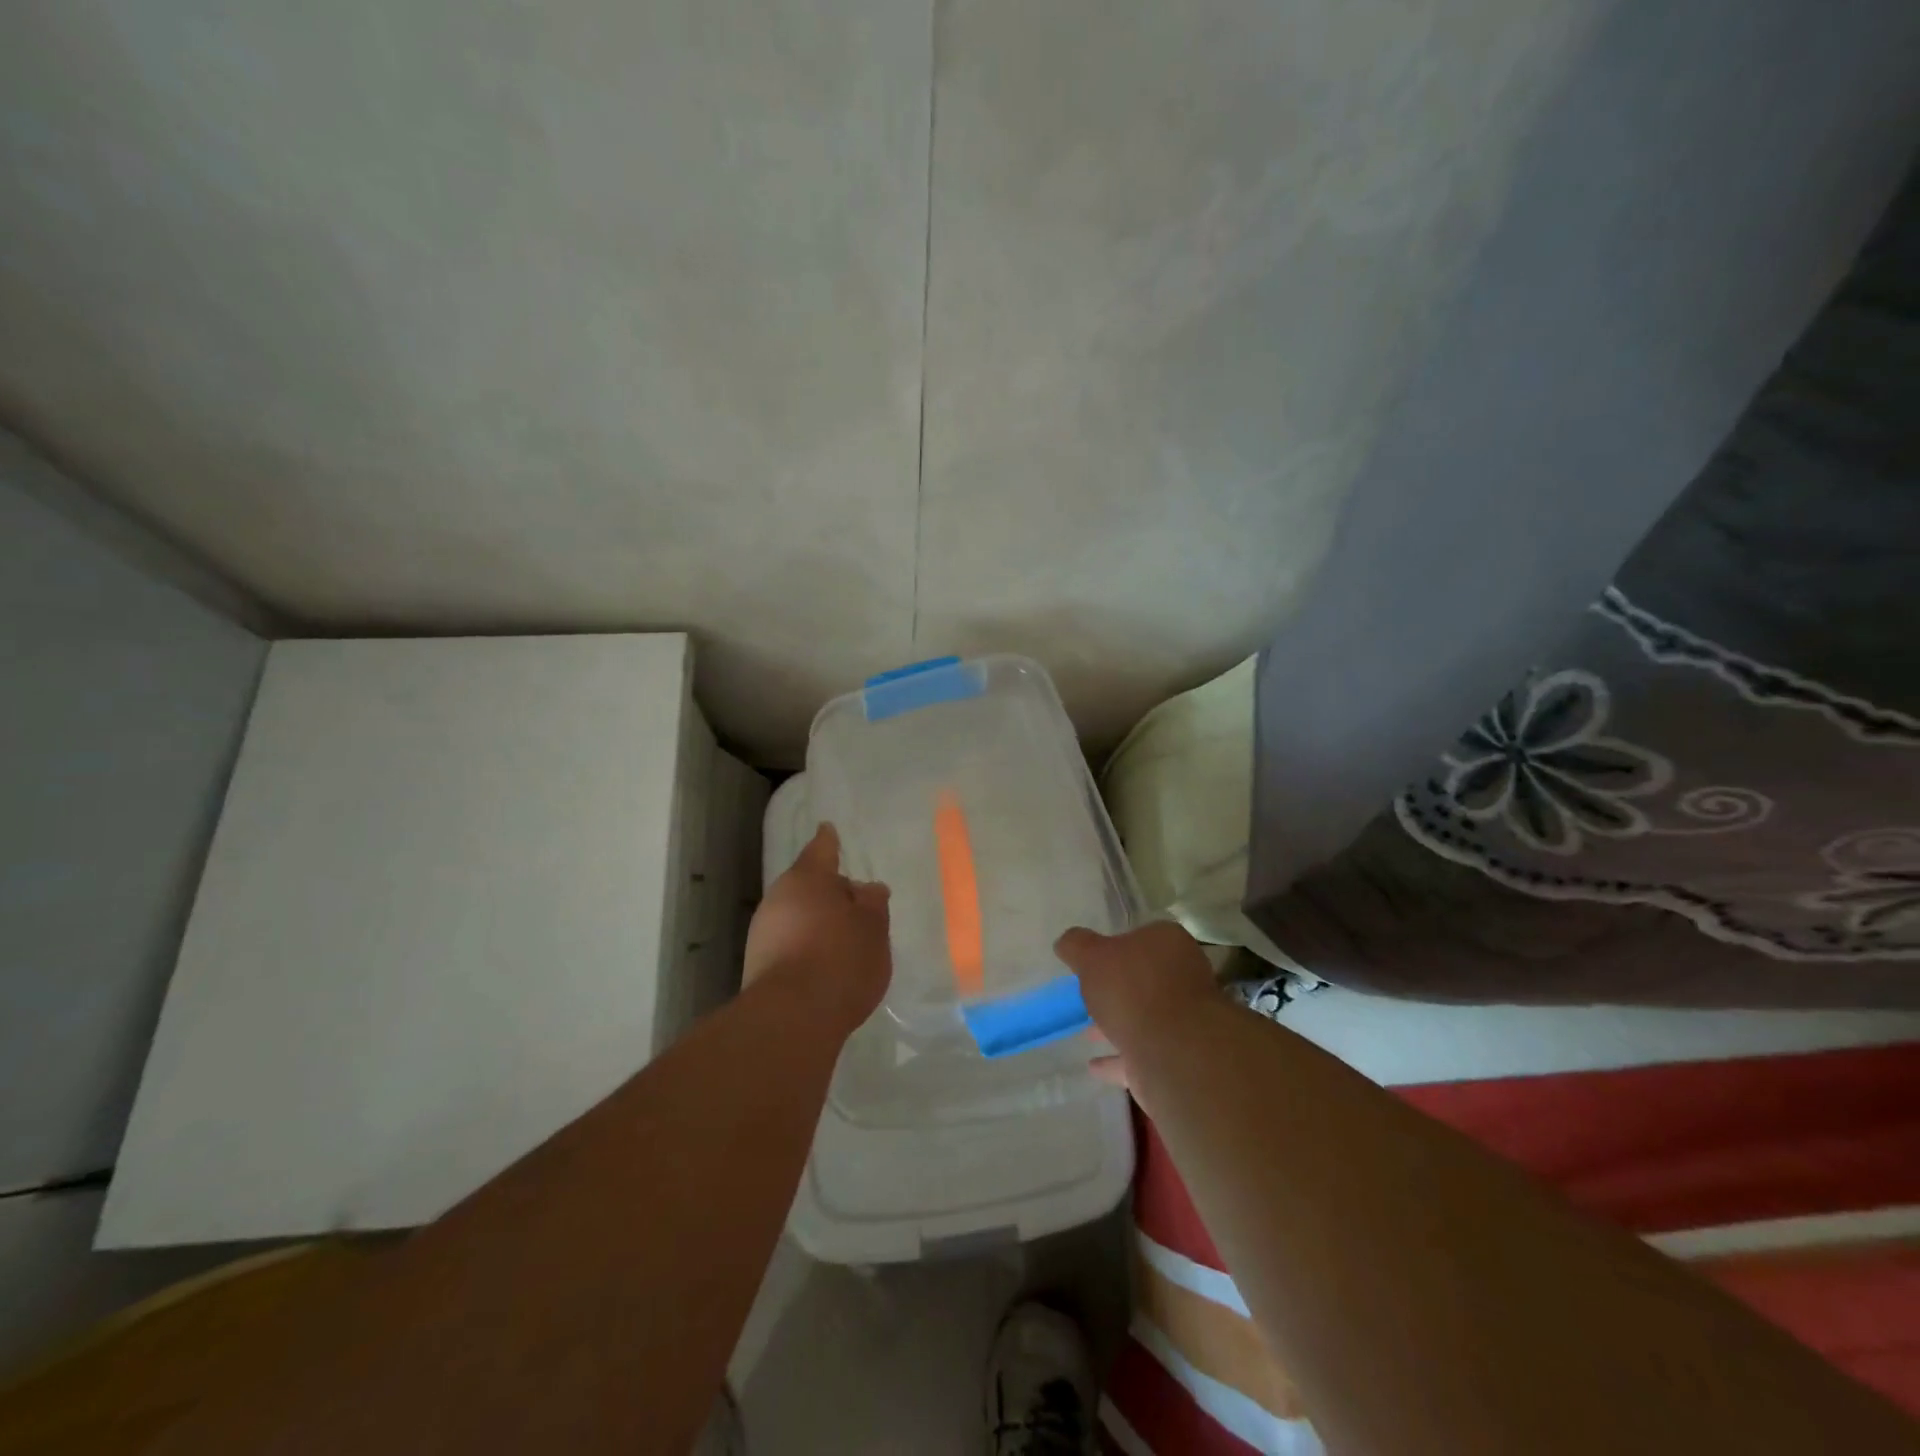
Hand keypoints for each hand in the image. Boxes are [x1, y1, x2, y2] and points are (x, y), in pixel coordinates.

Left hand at [745, 823, 891, 1034]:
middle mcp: (779, 897)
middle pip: (808, 885)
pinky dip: (807, 946)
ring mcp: (763, 932)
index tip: (828, 830)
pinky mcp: (757, 964)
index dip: (829, 841)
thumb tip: (868, 889)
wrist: (791, 1018)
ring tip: (845, 939)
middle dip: (829, 892)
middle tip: (855, 903)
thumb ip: (873, 904)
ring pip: (797, 915)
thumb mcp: (873, 928)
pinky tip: (825, 965)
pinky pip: (789, 943)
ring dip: (817, 922)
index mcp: (808, 878)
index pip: (822, 849)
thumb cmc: (841, 960)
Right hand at [1054, 922, 1222, 1082]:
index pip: (1142, 937)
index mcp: (1168, 943)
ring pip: (1145, 1018)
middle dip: (1118, 989)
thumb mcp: (1092, 956)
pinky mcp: (1178, 1058)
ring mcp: (1184, 1020)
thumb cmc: (1132, 989)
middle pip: (1145, 979)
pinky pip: (1142, 1055)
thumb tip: (1066, 942)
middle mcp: (1183, 977)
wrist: (1173, 1052)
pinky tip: (1094, 1066)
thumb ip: (1076, 945)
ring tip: (1087, 1033)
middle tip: (1089, 996)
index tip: (1093, 962)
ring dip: (1118, 1024)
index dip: (1116, 947)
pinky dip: (1118, 1060)